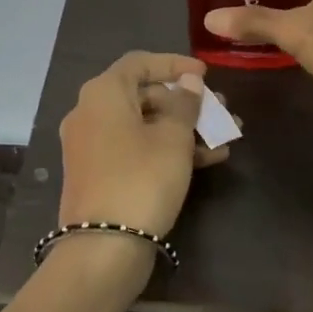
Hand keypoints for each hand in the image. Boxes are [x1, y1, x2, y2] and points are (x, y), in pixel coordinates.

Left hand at [57, 51, 230, 239]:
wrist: (104, 248)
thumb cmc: (143, 178)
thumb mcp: (174, 137)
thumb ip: (185, 103)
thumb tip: (188, 82)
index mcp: (103, 93)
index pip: (140, 62)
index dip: (175, 64)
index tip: (206, 74)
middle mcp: (89, 113)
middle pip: (143, 95)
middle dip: (185, 103)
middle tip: (220, 110)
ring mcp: (90, 146)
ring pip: (143, 126)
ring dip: (183, 129)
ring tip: (223, 138)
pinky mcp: (97, 174)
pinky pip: (134, 149)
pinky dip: (165, 149)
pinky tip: (206, 160)